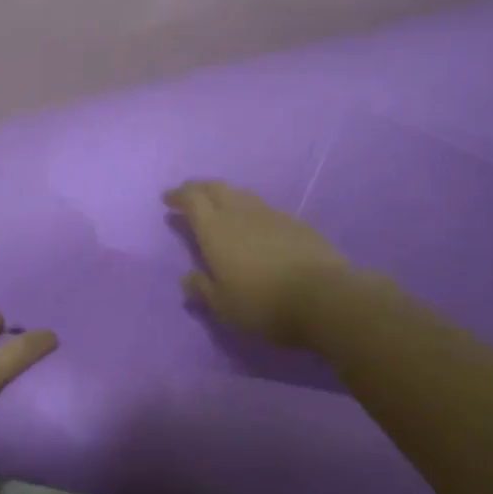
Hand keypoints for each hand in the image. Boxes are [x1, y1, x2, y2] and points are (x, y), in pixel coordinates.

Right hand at [164, 179, 353, 348]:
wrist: (324, 297)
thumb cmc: (264, 305)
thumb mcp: (224, 306)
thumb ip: (202, 289)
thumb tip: (187, 278)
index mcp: (215, 230)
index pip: (192, 200)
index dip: (178, 196)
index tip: (168, 199)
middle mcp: (240, 213)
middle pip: (215, 188)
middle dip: (198, 188)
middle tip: (188, 195)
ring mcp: (270, 214)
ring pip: (240, 194)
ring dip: (224, 195)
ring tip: (219, 205)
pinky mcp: (295, 222)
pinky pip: (263, 207)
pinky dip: (249, 209)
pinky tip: (253, 223)